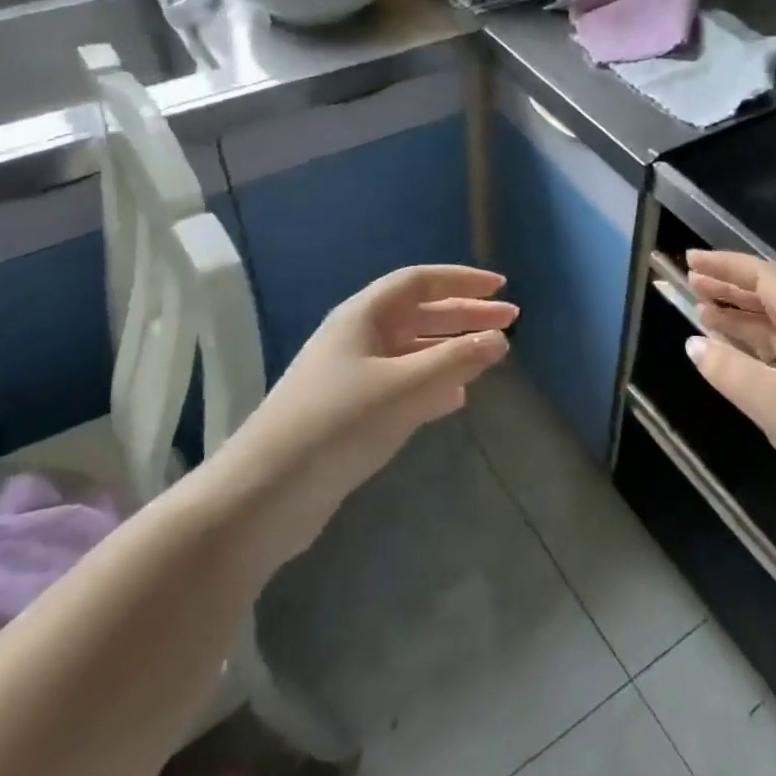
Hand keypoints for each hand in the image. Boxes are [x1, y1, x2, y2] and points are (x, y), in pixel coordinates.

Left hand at [209, 265, 515, 561]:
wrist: (265, 495)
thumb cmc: (337, 424)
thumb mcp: (403, 388)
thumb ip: (455, 361)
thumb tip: (499, 340)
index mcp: (362, 317)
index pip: (419, 282)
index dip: (461, 280)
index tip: (501, 288)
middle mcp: (358, 339)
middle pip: (419, 314)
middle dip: (465, 315)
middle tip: (511, 322)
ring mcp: (353, 377)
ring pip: (413, 351)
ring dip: (451, 350)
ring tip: (490, 356)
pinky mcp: (352, 414)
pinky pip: (403, 385)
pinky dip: (433, 385)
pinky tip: (456, 399)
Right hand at [684, 250, 775, 540]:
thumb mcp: (775, 403)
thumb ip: (729, 370)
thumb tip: (692, 342)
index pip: (763, 277)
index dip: (725, 266)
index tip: (689, 260)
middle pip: (770, 298)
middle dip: (729, 289)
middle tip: (689, 284)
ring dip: (739, 319)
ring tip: (701, 314)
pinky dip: (754, 349)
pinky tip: (734, 357)